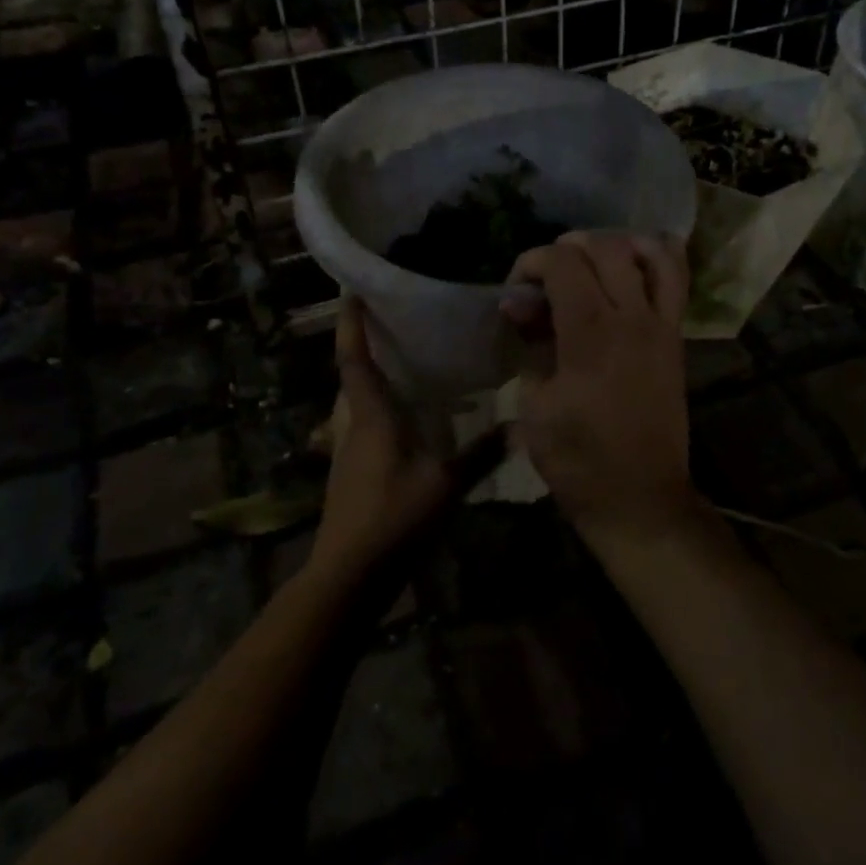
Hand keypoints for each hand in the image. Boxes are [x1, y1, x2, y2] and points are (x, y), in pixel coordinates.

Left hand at [313, 298, 470, 583]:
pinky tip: (413, 422)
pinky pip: (366, 426)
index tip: (351, 290)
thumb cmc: (393, 518)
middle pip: (353, 376)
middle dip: (366, 347)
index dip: (351, 324)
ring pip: (358, 403)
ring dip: (375, 381)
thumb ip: (481, 454)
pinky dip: (384, 411)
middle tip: (395, 324)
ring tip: (408, 366)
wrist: (349, 574)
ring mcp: (347, 450)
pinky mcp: (351, 471)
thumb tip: (518, 425)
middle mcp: (353, 425)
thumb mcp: (445, 485)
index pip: (354, 359)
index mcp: (371, 417)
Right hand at [500, 231, 696, 538]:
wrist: (639, 498)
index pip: (562, 263)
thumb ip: (531, 346)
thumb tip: (520, 306)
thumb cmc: (577, 460)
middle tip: (546, 278)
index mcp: (590, 334)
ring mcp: (662, 326)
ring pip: (649, 252)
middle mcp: (631, 318)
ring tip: (591, 261)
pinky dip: (657, 258)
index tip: (517, 291)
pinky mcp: (676, 338)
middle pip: (604, 248)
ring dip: (615, 244)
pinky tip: (634, 262)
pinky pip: (676, 281)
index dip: (532, 262)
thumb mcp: (534, 406)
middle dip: (567, 249)